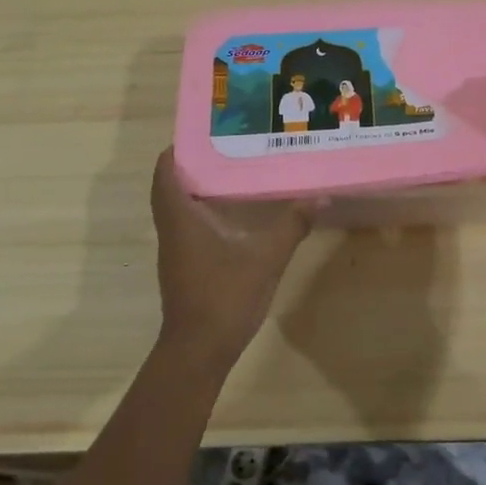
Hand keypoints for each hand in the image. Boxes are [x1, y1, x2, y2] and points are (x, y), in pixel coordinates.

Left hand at [150, 149, 312, 370]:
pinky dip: (205, 213)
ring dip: (198, 189)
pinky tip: (235, 215)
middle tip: (226, 148)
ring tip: (234, 173)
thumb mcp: (266, 258)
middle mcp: (172, 229)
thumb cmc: (225, 296)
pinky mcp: (184, 267)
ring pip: (179, 208)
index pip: (166, 172)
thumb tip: (319, 197)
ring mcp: (175, 250)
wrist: (199, 351)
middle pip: (171, 186)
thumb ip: (292, 225)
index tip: (204, 133)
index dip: (179, 149)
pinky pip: (188, 227)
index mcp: (181, 217)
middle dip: (193, 165)